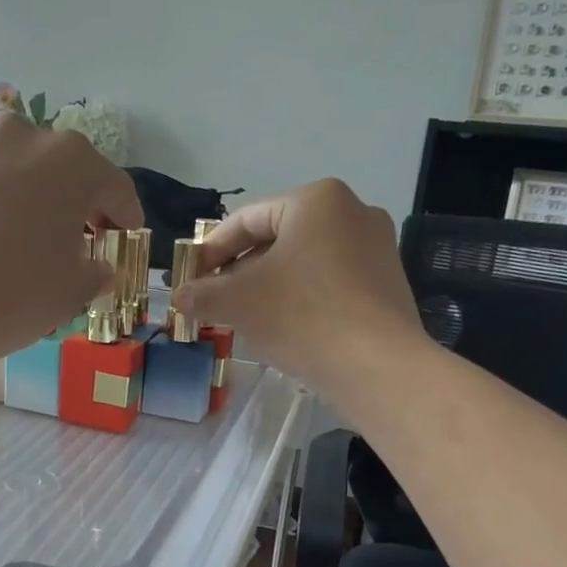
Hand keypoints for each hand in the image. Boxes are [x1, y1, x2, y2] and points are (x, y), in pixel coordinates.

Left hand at [0, 113, 142, 368]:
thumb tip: (99, 269)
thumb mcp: (70, 291)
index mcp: (72, 161)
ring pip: (24, 172)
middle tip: (84, 242)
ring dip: (38, 200)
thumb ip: (95, 273)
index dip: (126, 217)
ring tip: (36, 241)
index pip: (115, 187)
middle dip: (80, 205)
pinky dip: (0, 203)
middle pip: (67, 172)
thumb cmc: (11, 292)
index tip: (127, 239)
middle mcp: (26, 138)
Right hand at [172, 179, 425, 396]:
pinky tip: (285, 328)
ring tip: (244, 317)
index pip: (247, 220)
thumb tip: (178, 297)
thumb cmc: (302, 316)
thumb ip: (202, 294)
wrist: (377, 366)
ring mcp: (376, 247)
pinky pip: (331, 282)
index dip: (211, 250)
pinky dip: (302, 298)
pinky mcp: (388, 283)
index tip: (190, 278)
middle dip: (241, 270)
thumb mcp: (238, 302)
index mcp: (316, 200)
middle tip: (214, 299)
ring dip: (269, 286)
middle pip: (278, 239)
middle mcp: (353, 212)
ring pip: (304, 262)